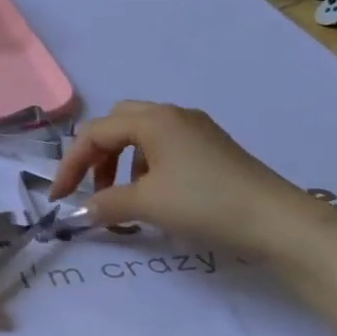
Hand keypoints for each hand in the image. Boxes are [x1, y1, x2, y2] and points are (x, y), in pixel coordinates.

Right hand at [50, 100, 327, 256]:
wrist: (277, 221)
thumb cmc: (205, 203)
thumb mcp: (148, 204)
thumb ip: (106, 203)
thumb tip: (81, 211)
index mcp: (152, 119)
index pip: (95, 133)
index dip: (71, 164)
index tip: (59, 198)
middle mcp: (172, 114)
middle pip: (117, 123)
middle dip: (96, 154)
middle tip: (91, 187)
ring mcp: (196, 128)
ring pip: (141, 134)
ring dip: (121, 160)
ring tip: (123, 195)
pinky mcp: (212, 147)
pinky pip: (164, 145)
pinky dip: (146, 164)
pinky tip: (157, 194)